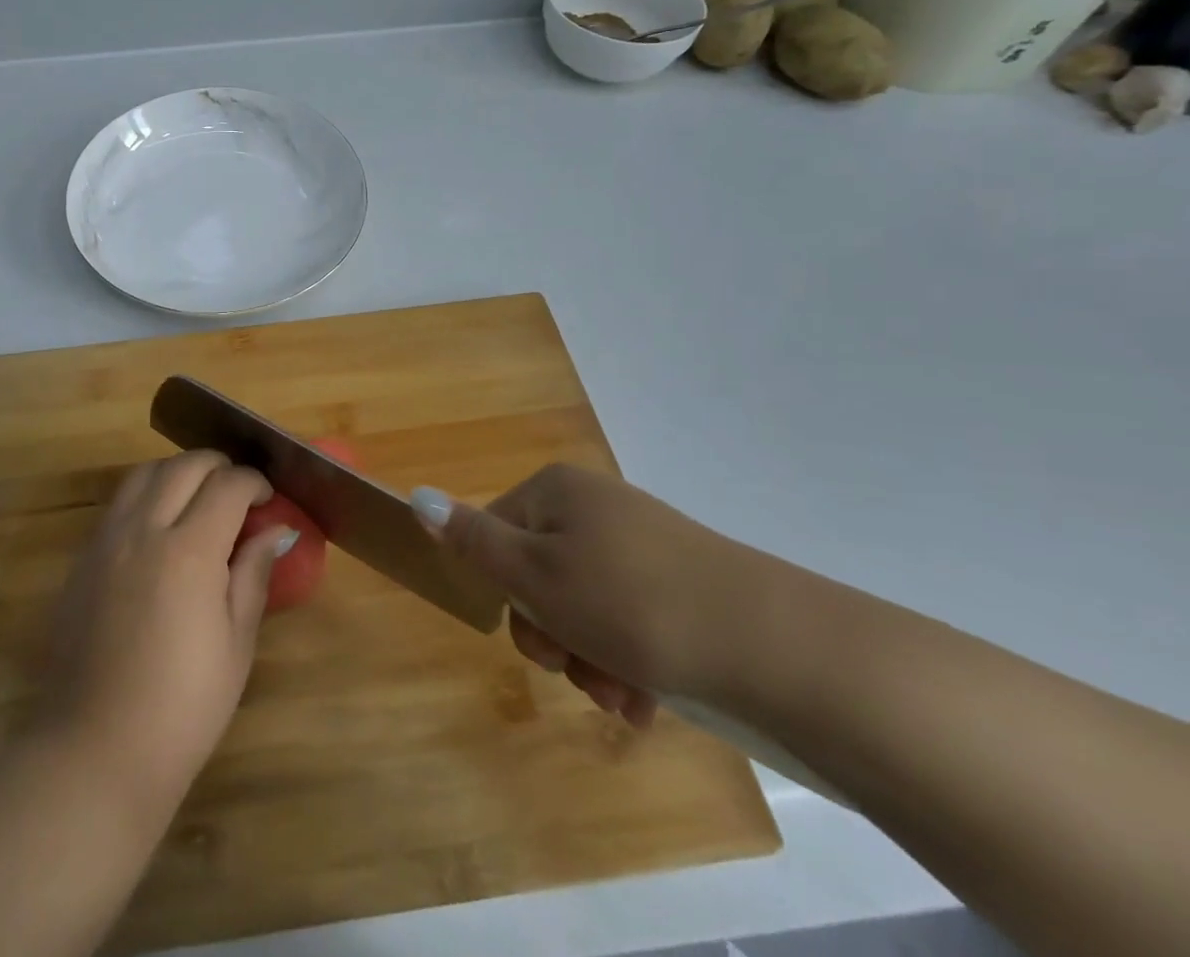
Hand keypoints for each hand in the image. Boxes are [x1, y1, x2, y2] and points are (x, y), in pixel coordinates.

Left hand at [38, 450, 295, 814]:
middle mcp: (144, 530)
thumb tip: (276, 530)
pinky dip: (146, 493)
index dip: (254, 483)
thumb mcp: (236, 643)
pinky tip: (159, 526)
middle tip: (237, 492)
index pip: (228, 486)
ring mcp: (107, 540)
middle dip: (218, 466)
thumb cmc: (183, 706)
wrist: (97, 749)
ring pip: (144, 472)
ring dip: (177, 472)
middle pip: (184, 465)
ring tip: (197, 499)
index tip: (267, 499)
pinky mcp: (83, 557)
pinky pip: (118, 502)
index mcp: (189, 550)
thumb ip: (253, 574)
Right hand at [413, 464, 765, 727]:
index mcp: (557, 491)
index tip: (538, 638)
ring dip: (590, 660)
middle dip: (554, 636)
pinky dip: (627, 663)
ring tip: (623, 698)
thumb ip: (472, 540)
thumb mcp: (537, 574)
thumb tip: (417, 497)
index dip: (506, 593)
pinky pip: (629, 621)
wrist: (776, 645)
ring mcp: (641, 544)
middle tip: (579, 671)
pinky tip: (646, 702)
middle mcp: (595, 507)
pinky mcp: (681, 584)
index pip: (495, 535)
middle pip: (540, 575)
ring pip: (584, 608)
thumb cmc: (631, 603)